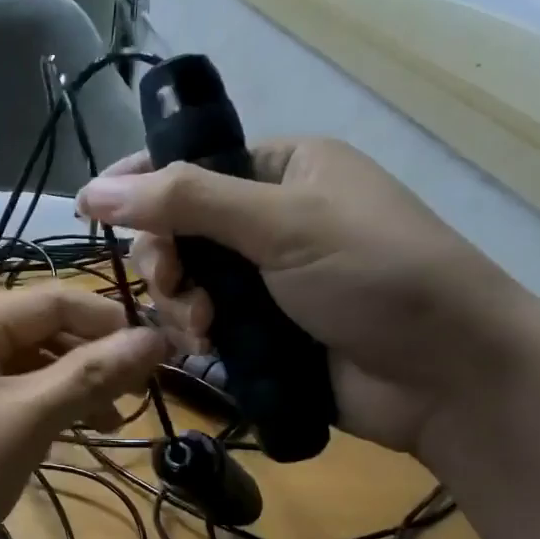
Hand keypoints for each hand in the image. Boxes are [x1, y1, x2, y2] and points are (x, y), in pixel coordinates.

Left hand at [0, 287, 167, 538]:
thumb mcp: (25, 420)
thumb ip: (90, 375)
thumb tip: (156, 339)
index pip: (52, 301)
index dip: (109, 322)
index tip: (162, 351)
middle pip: (36, 334)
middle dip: (90, 360)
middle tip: (138, 396)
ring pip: (21, 373)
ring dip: (67, 391)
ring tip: (111, 424)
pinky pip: (1, 404)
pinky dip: (38, 415)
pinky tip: (67, 437)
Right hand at [76, 139, 539, 455]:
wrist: (447, 377)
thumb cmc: (376, 275)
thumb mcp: (282, 223)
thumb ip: (186, 201)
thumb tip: (94, 190)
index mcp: (283, 168)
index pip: (191, 161)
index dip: (140, 182)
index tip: (92, 208)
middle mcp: (270, 218)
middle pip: (180, 227)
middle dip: (166, 259)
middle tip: (173, 286)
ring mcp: (265, 279)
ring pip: (186, 281)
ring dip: (179, 304)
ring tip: (202, 330)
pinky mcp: (263, 331)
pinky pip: (203, 323)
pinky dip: (195, 335)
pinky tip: (207, 351)